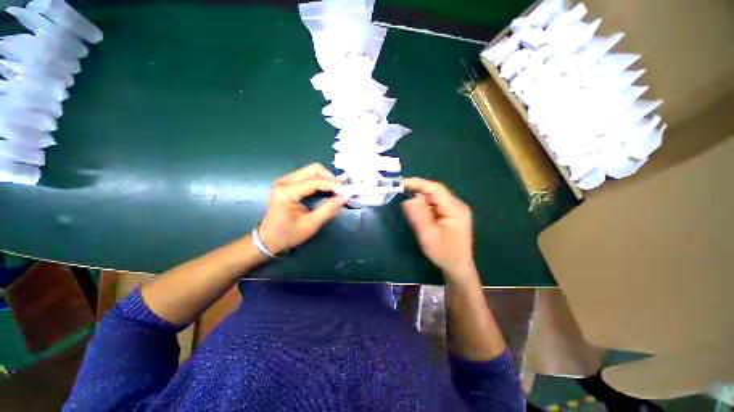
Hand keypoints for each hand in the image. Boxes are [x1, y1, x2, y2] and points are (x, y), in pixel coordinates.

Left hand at [258, 163, 345, 254]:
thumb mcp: (311, 225)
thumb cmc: (288, 234)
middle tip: (341, 190)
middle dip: (330, 178)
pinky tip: (327, 190)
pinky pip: (308, 175)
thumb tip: (344, 197)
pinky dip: (320, 181)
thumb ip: (328, 209)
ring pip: (312, 170)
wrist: (268, 239)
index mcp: (287, 192)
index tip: (347, 191)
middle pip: (314, 169)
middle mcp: (284, 181)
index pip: (315, 181)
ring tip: (336, 190)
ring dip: (326, 178)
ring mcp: (285, 180)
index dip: (333, 184)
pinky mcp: (288, 183)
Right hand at [402, 178, 477, 283]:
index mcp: (455, 209)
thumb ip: (418, 216)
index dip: (418, 183)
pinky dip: (426, 207)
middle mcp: (458, 205)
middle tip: (401, 195)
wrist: (458, 267)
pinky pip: (436, 205)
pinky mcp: (452, 214)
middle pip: (435, 192)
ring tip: (411, 210)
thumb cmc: (444, 254)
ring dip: (421, 201)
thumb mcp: (428, 236)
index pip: (436, 189)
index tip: (402, 183)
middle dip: (418, 192)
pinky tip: (421, 215)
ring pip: (435, 198)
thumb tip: (408, 199)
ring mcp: (456, 209)